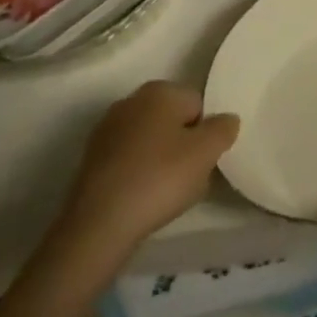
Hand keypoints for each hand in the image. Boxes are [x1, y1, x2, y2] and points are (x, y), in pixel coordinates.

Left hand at [58, 82, 237, 249]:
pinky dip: (137, 174)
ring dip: (159, 160)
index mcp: (160, 90)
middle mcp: (131, 100)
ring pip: (149, 141)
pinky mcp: (90, 160)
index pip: (198, 105)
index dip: (205, 134)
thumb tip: (226, 120)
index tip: (202, 162)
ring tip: (162, 194)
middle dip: (182, 145)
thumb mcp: (207, 152)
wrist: (97, 226)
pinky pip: (128, 160)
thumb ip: (224, 128)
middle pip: (173, 121)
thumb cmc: (159, 179)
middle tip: (186, 178)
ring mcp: (106, 130)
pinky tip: (138, 199)